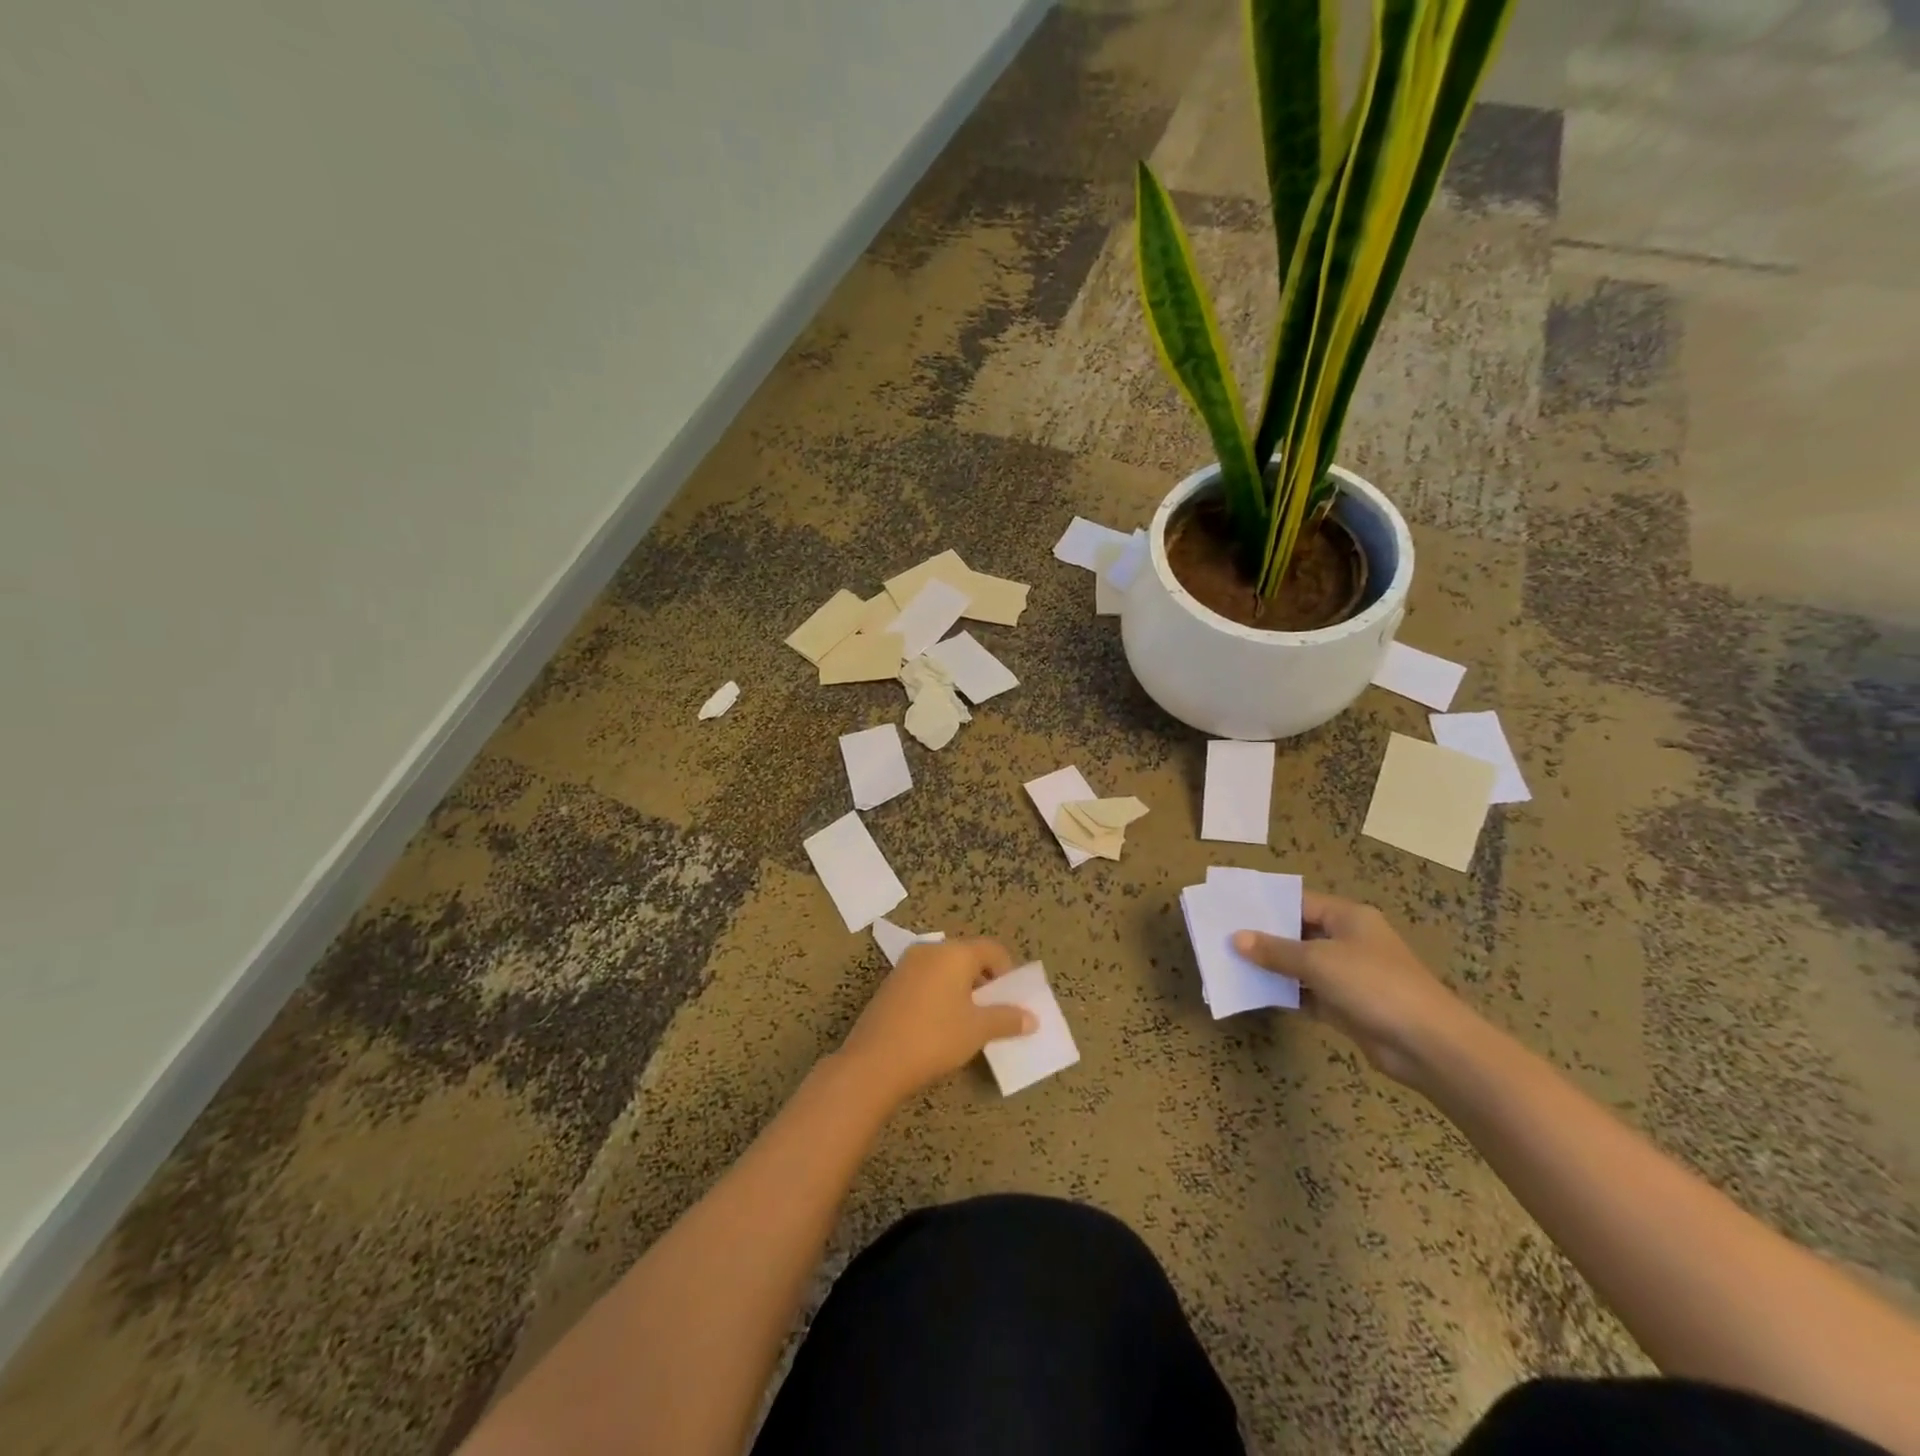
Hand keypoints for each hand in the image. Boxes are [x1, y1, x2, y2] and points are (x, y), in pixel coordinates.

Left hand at [837, 938, 1036, 1105]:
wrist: (875, 1061)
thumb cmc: (935, 1037)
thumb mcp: (978, 1030)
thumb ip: (1007, 1019)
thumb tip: (1032, 1018)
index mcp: (954, 952)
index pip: (992, 949)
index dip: (1007, 972)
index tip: (1012, 1000)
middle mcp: (930, 950)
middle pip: (967, 957)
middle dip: (984, 982)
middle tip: (994, 1012)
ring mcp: (907, 965)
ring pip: (945, 969)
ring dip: (961, 990)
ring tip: (969, 1022)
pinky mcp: (891, 984)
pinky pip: (926, 981)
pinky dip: (940, 995)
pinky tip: (940, 1025)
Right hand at [1233, 892, 1476, 1087]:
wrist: (1427, 1045)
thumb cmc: (1373, 985)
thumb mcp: (1318, 961)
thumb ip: (1275, 950)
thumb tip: (1236, 938)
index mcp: (1348, 918)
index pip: (1300, 902)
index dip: (1267, 906)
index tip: (1231, 909)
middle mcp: (1349, 941)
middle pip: (1299, 933)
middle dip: (1264, 937)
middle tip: (1223, 937)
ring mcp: (1349, 975)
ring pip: (1301, 966)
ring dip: (1272, 968)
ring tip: (1230, 964)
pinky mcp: (1347, 1006)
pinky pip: (1308, 994)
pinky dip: (1286, 994)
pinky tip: (1255, 994)